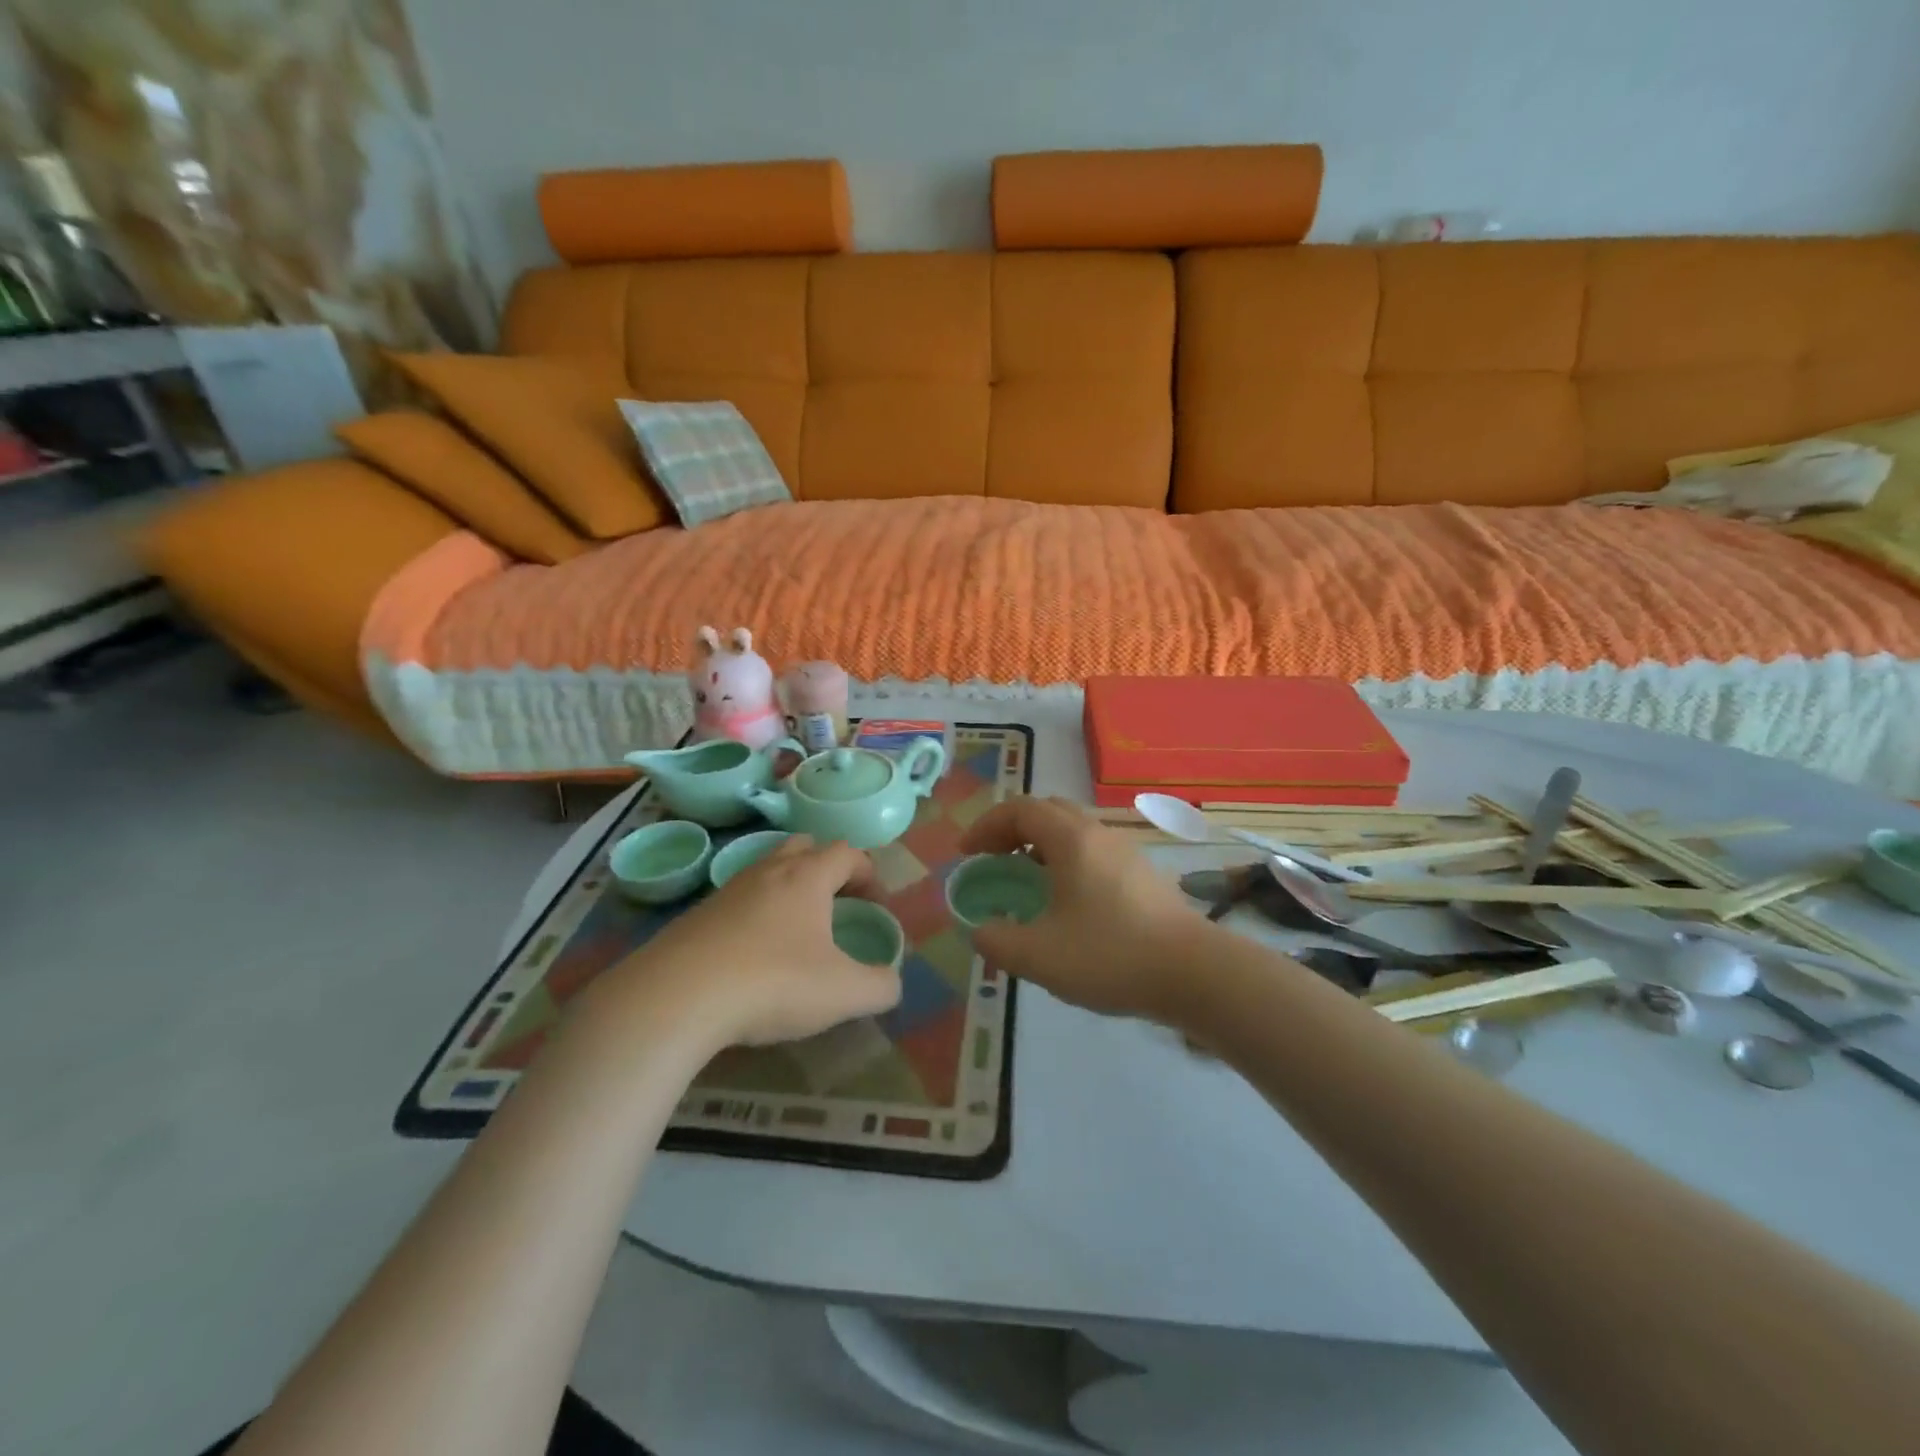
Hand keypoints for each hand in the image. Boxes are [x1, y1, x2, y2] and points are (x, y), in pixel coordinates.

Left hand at [612, 836, 902, 1047]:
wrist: (676, 998)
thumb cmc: (773, 983)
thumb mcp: (843, 993)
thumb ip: (880, 986)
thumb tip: (891, 983)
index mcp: (807, 877)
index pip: (847, 852)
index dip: (869, 873)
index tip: (876, 905)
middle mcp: (768, 871)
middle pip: (804, 846)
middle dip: (827, 868)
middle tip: (837, 903)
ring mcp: (727, 890)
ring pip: (767, 871)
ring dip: (789, 889)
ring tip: (797, 930)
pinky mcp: (697, 916)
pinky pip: (738, 900)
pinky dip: (756, 915)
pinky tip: (754, 955)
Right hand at [959, 796, 1200, 1021]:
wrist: (1194, 973)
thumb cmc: (1111, 955)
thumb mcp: (1039, 956)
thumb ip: (997, 941)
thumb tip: (980, 930)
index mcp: (1071, 839)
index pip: (1019, 810)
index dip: (986, 826)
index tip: (966, 854)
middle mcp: (1098, 834)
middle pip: (1047, 811)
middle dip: (1012, 828)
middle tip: (992, 858)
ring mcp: (1125, 851)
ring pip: (1073, 830)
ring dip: (1040, 844)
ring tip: (1024, 878)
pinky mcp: (1142, 874)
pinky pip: (1092, 851)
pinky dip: (1066, 860)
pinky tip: (1066, 901)